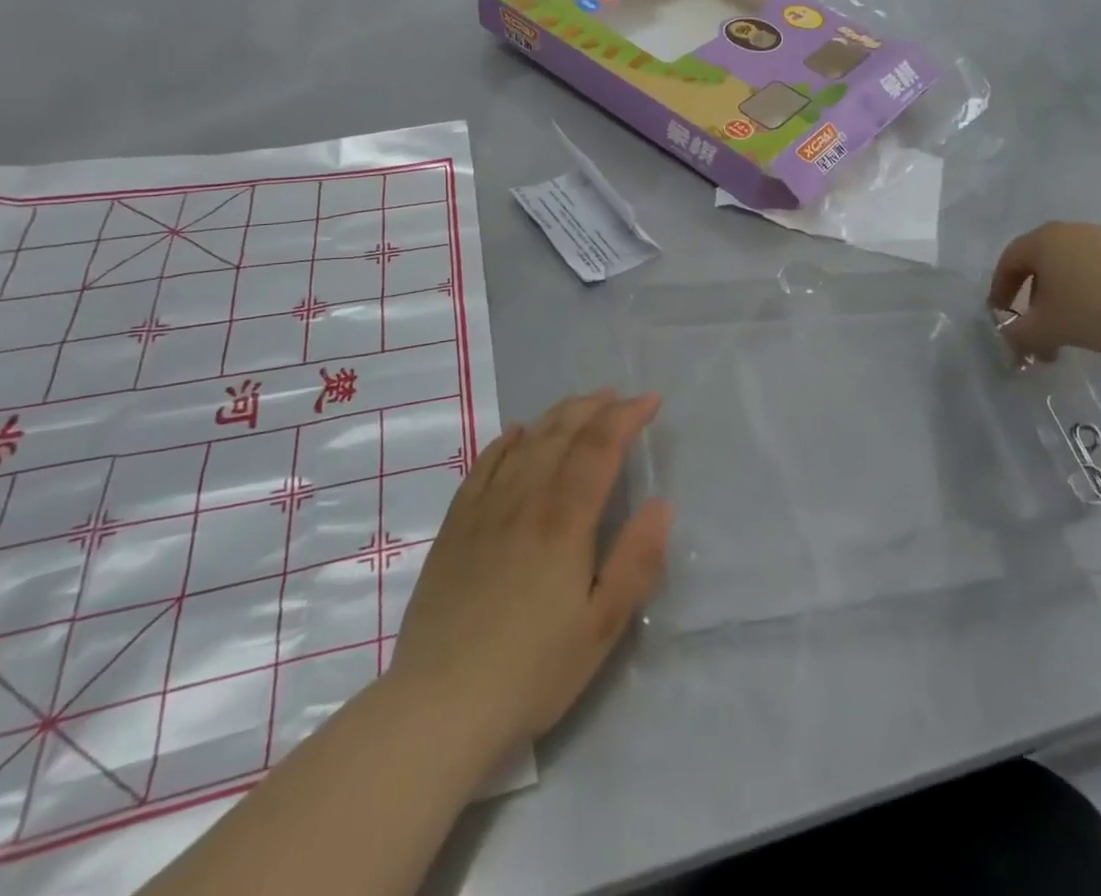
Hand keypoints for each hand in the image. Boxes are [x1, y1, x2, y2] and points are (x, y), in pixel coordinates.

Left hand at [386, 390, 672, 760]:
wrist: (438, 706)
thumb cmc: (532, 671)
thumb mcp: (602, 627)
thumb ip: (637, 561)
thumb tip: (662, 504)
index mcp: (565, 520)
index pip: (601, 447)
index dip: (627, 416)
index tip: (651, 400)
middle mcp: (525, 499)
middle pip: (562, 433)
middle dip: (594, 408)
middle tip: (618, 396)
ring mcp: (484, 509)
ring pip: (526, 442)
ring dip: (557, 415)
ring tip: (579, 404)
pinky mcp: (455, 526)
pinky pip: (484, 465)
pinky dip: (506, 441)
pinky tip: (516, 434)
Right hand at [988, 222, 1100, 360]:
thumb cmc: (1094, 308)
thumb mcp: (1046, 329)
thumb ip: (1019, 336)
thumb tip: (1012, 341)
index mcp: (1044, 241)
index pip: (1009, 261)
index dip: (1000, 290)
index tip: (1001, 316)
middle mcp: (1074, 232)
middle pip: (1045, 268)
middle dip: (1039, 305)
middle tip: (1041, 334)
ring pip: (1078, 275)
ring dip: (1072, 306)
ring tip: (1081, 340)